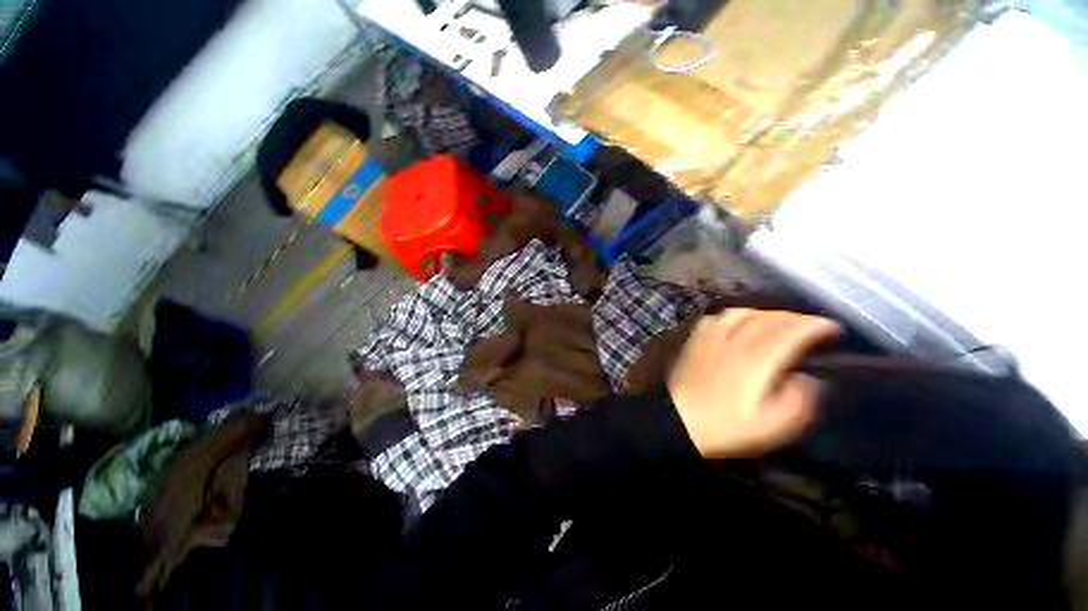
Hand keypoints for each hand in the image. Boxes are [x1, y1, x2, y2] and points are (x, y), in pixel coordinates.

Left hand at [667, 309, 840, 458]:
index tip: (831, 328)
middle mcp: (734, 342)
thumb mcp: (771, 426)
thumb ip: (798, 402)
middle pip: (767, 318)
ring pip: (741, 312)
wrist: (679, 419)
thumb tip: (807, 379)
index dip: (814, 325)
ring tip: (778, 321)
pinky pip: (715, 318)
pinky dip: (733, 315)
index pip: (789, 332)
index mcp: (757, 360)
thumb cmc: (725, 427)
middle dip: (794, 317)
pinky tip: (737, 323)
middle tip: (810, 325)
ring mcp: (711, 338)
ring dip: (765, 313)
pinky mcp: (695, 341)